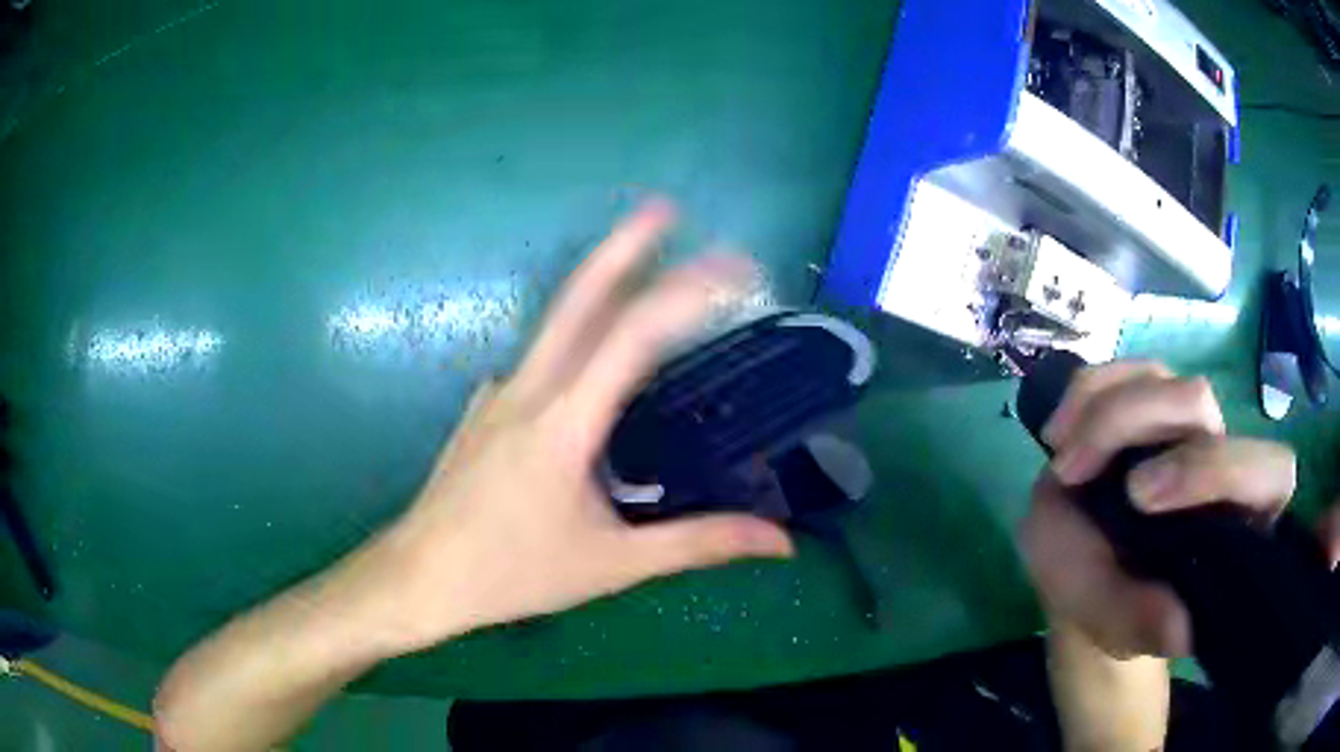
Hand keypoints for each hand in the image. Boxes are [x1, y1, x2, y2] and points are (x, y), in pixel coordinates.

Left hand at [349, 201, 793, 656]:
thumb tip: (781, 541)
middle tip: (667, 209)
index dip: (688, 292)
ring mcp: (498, 392)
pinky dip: (576, 344)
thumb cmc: (513, 572)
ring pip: (558, 325)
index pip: (635, 335)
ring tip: (645, 271)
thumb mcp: (614, 564)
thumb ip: (699, 542)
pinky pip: (539, 362)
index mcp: (564, 421)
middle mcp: (528, 388)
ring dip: (603, 288)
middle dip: (626, 245)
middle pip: (580, 298)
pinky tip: (592, 370)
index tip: (734, 268)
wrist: (420, 576)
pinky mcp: (484, 408)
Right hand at [1017, 361, 1298, 657]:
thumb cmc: (1111, 606)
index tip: (1139, 498)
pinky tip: (1059, 433)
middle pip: (1199, 402)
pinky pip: (1121, 371)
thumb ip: (1141, 624)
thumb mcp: (1114, 626)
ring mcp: (1182, 423)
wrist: (1084, 579)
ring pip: (1159, 376)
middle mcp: (1220, 456)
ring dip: (1100, 410)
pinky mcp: (1148, 402)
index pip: (1267, 471)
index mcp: (1239, 516)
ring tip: (1062, 462)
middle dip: (1133, 422)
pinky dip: (1085, 392)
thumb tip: (1181, 630)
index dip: (1217, 469)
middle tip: (1074, 471)